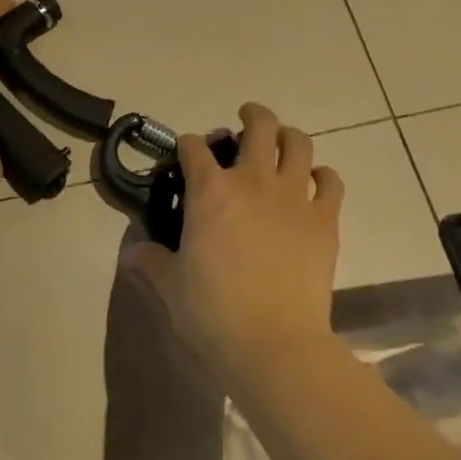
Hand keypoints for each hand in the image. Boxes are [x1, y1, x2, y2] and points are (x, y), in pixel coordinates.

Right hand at [128, 103, 343, 392]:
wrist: (273, 344)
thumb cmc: (212, 312)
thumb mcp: (170, 285)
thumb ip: (151, 261)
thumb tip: (130, 253)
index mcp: (209, 191)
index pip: (194, 147)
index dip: (188, 144)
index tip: (187, 151)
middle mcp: (252, 181)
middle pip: (257, 126)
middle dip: (250, 115)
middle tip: (245, 119)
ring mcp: (293, 197)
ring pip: (298, 144)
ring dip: (288, 136)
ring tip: (282, 142)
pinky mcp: (324, 219)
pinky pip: (330, 182)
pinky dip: (322, 176)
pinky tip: (314, 182)